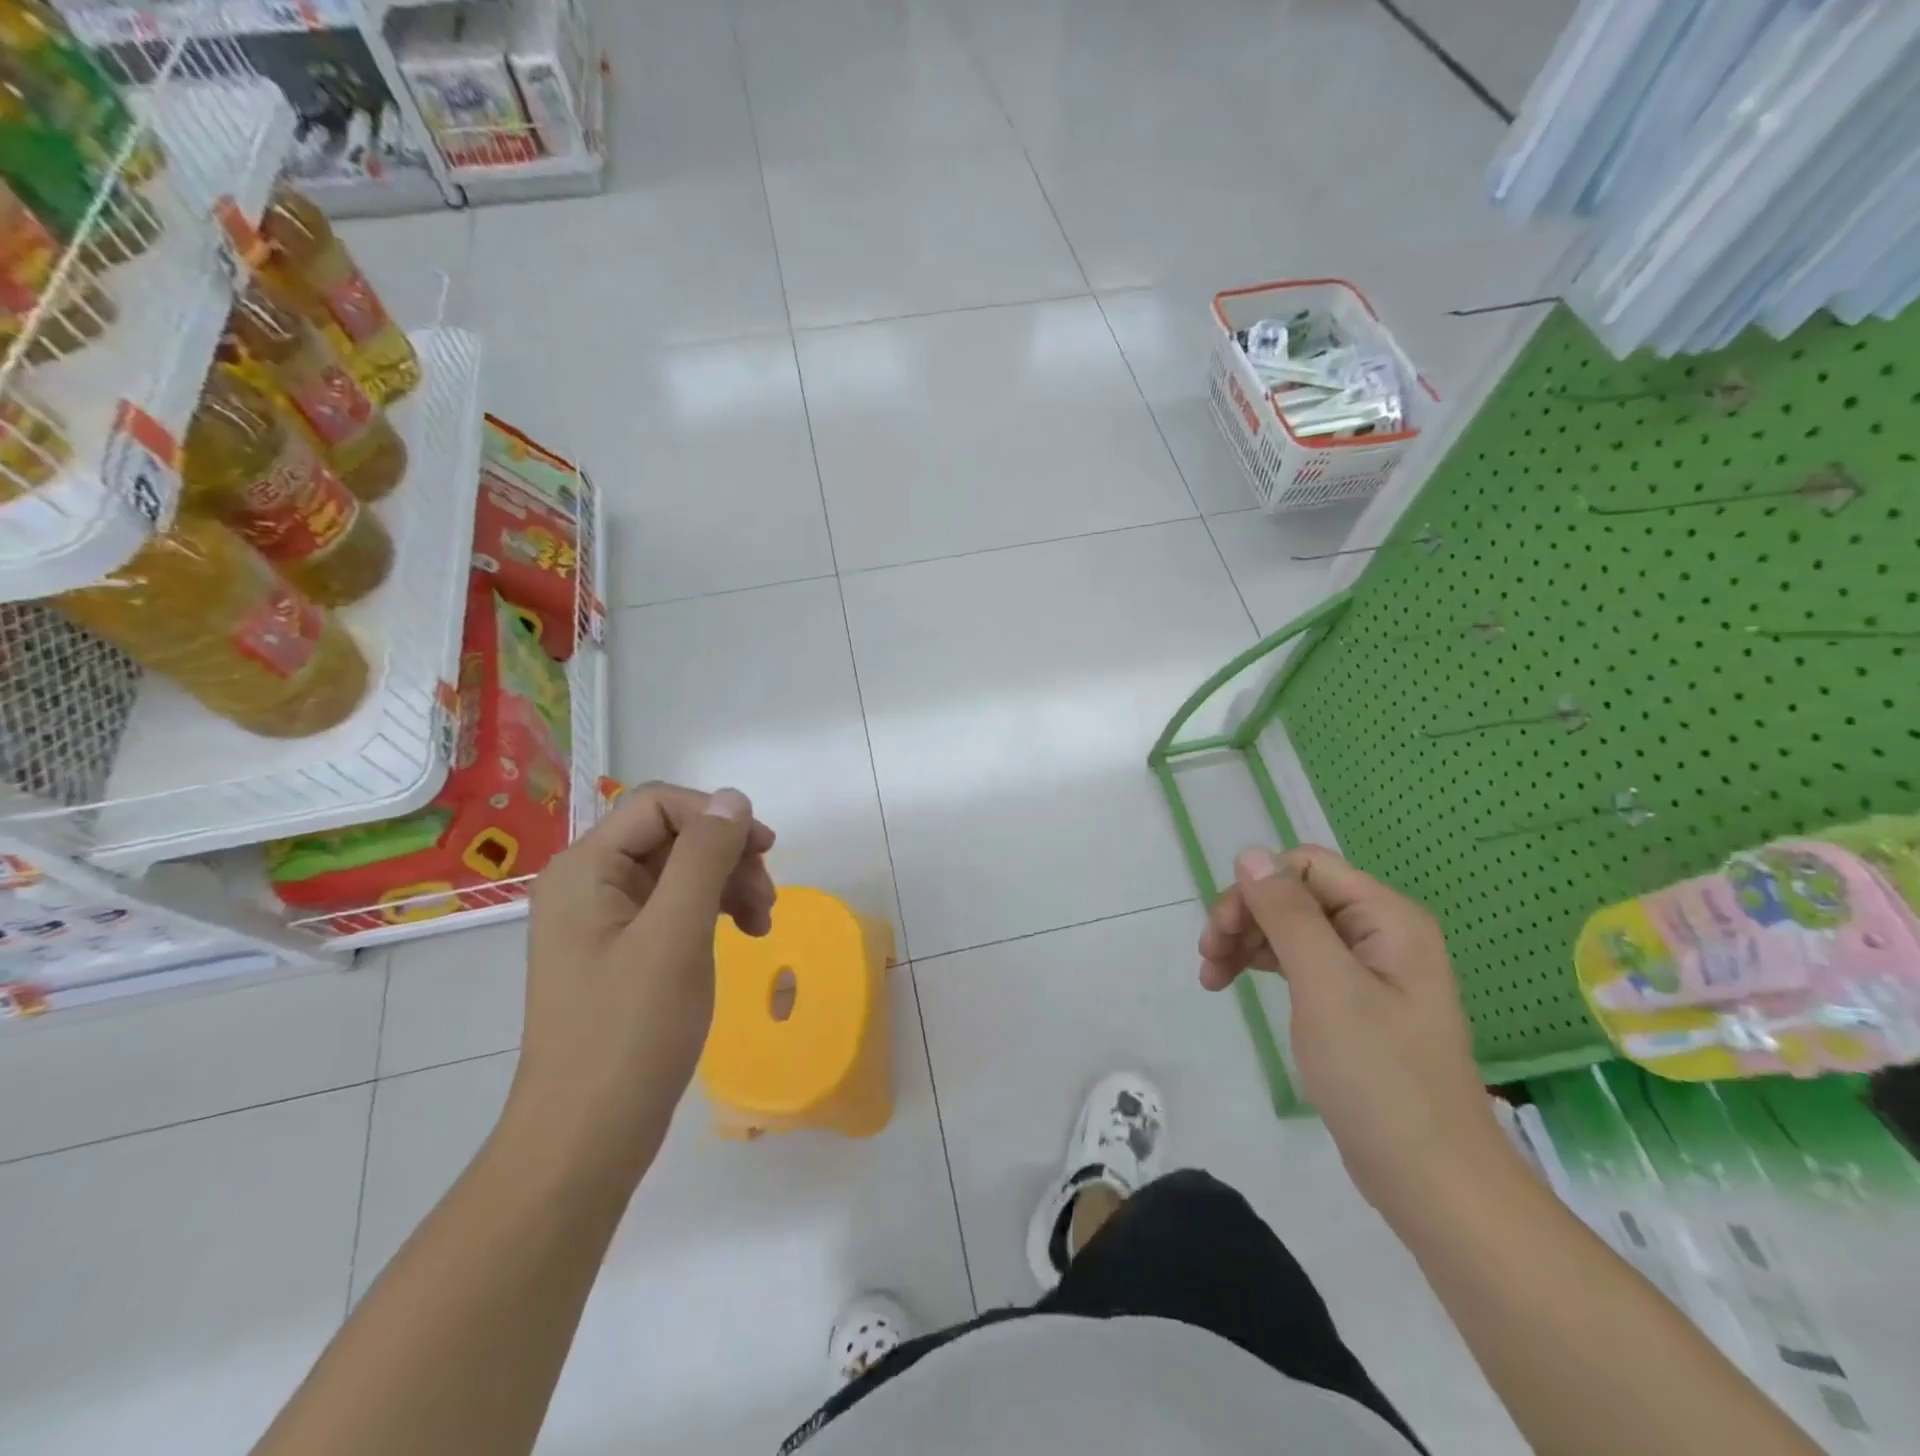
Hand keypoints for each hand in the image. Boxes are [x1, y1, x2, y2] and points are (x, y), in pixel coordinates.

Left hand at [508, 784, 776, 1167]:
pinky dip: (712, 912)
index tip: (766, 851)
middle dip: (727, 857)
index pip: (658, 805)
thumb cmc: (629, 1033)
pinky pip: (673, 908)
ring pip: (678, 872)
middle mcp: (587, 885)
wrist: (584, 1142)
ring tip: (762, 923)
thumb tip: (732, 797)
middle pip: (671, 836)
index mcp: (584, 870)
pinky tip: (741, 935)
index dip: (716, 816)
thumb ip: (704, 856)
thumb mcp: (675, 935)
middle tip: (768, 899)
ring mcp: (602, 922)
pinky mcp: (620, 953)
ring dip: (727, 884)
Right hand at [1198, 845, 1510, 1211]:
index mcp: (1386, 918)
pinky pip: (1300, 961)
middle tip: (1208, 957)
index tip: (1221, 931)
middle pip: (1295, 895)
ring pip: (1291, 927)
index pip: (1306, 867)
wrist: (1431, 1180)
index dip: (1257, 888)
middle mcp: (1380, 932)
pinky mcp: (1354, 1002)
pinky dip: (1263, 965)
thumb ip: (1288, 914)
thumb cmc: (1379, 1077)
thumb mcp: (1326, 986)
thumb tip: (1250, 854)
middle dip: (1246, 916)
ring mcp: (1368, 969)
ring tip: (1211, 977)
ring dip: (1247, 941)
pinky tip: (1235, 983)